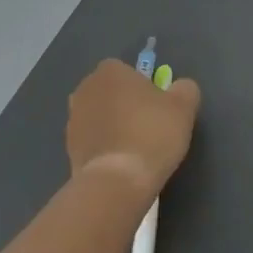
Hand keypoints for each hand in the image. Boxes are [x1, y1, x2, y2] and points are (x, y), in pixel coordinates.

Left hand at [66, 59, 201, 197]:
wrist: (117, 181)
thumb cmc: (152, 134)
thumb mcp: (184, 107)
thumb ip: (184, 89)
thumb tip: (180, 88)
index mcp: (110, 71)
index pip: (127, 71)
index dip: (143, 88)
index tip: (157, 107)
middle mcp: (85, 89)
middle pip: (111, 92)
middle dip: (125, 105)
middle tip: (148, 126)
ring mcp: (72, 120)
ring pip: (100, 117)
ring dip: (113, 127)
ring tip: (135, 149)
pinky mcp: (68, 148)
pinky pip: (92, 141)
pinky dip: (104, 148)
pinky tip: (121, 163)